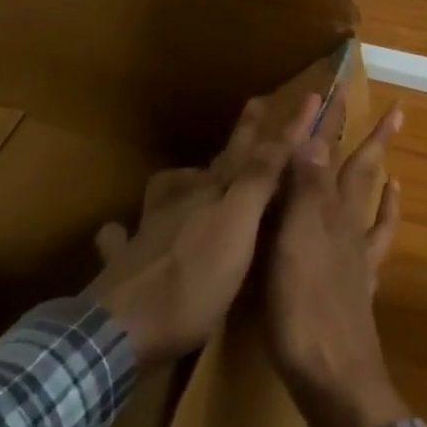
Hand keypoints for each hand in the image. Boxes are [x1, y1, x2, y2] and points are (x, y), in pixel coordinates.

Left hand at [90, 94, 318, 364]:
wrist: (119, 329)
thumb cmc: (192, 281)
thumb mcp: (237, 228)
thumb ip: (257, 182)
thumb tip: (281, 135)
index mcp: (212, 193)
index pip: (253, 152)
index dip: (282, 129)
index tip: (307, 97)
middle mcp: (180, 203)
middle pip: (213, 164)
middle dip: (240, 138)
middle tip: (255, 106)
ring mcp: (147, 232)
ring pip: (164, 193)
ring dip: (179, 180)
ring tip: (187, 177)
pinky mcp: (123, 265)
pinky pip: (121, 240)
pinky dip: (123, 232)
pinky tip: (120, 233)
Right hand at [264, 95, 407, 426]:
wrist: (334, 377)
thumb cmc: (302, 308)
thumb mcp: (292, 242)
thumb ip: (303, 189)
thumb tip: (312, 134)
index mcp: (325, 211)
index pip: (330, 155)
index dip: (333, 123)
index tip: (339, 89)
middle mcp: (346, 225)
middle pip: (361, 173)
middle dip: (371, 140)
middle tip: (395, 112)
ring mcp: (357, 256)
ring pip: (372, 205)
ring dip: (381, 176)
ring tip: (392, 158)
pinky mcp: (358, 286)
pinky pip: (376, 245)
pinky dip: (384, 222)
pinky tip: (384, 217)